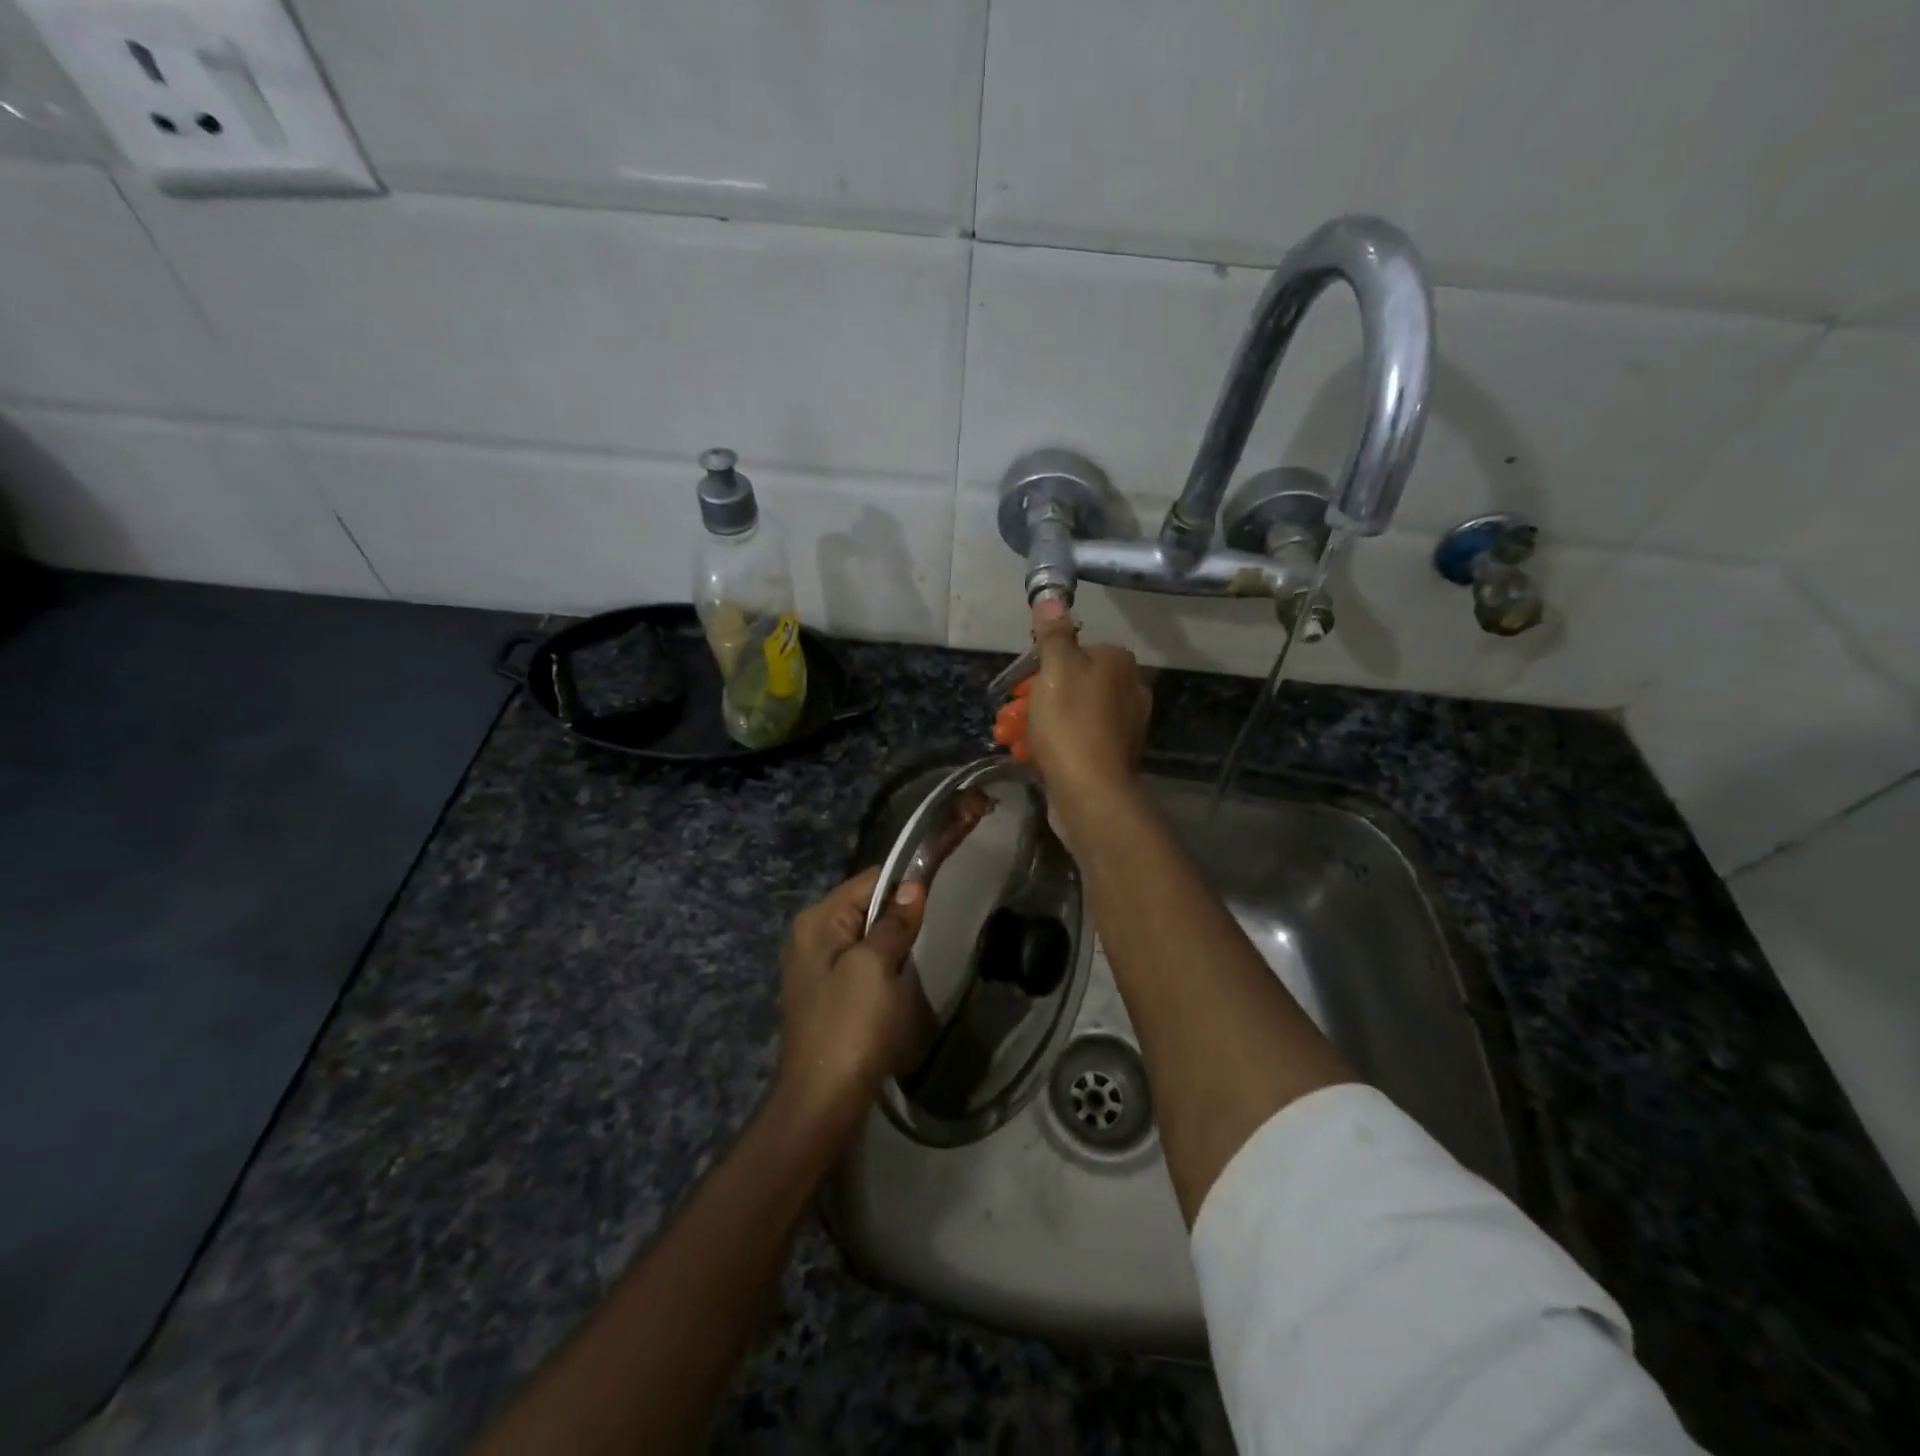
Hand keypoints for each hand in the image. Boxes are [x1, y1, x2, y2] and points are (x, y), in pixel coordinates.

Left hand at [774, 867, 933, 1139]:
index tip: (938, 896)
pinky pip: (861, 966)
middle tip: (929, 935)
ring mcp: (816, 967)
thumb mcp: (876, 966)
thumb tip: (912, 885)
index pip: (869, 880)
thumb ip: (893, 922)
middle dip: (898, 918)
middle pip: (866, 907)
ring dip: (893, 947)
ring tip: (915, 965)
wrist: (822, 1102)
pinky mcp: (826, 995)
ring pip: (866, 938)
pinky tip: (897, 989)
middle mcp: (810, 936)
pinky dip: (883, 970)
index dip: (905, 884)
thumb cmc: (850, 1026)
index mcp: (817, 920)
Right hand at [1011, 598, 1151, 814]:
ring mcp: (1125, 726)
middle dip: (1038, 697)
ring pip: (1073, 713)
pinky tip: (1031, 756)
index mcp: (1120, 663)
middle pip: (1074, 683)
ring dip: (1041, 722)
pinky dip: (1055, 744)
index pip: (1079, 650)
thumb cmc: (1070, 723)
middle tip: (1009, 714)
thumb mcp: (1055, 669)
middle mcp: (1130, 690)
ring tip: (1011, 736)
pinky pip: (1078, 740)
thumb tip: (1051, 596)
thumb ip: (1053, 634)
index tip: (1021, 684)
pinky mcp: (1114, 756)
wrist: (1090, 791)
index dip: (1045, 664)